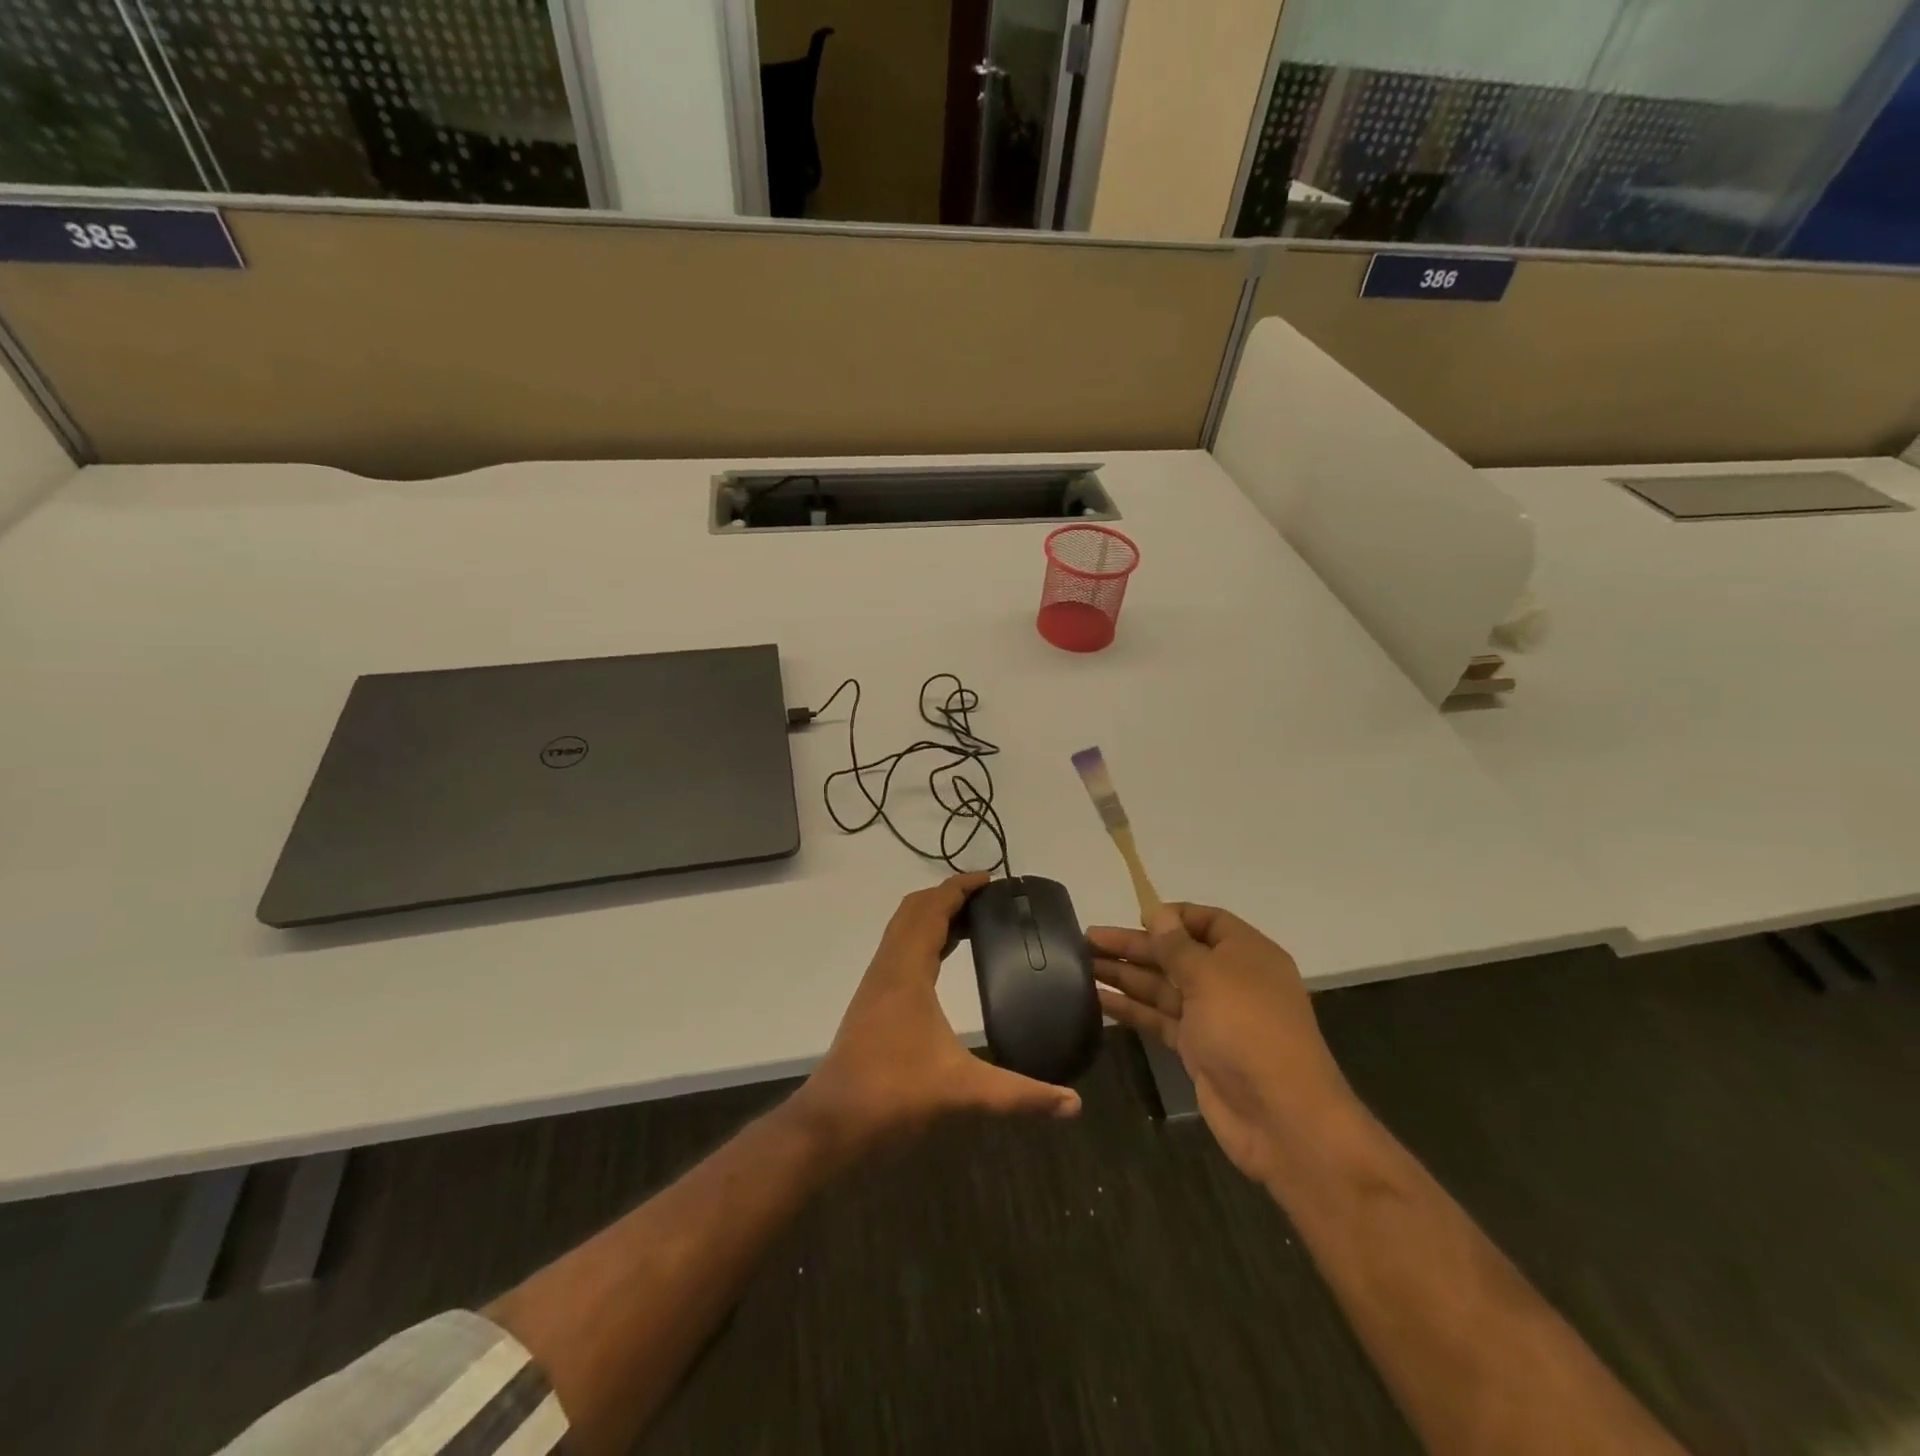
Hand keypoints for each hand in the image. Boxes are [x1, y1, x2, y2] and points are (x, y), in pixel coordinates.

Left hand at [794, 872, 1081, 1155]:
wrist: (833, 1121)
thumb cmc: (894, 1094)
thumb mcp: (963, 1091)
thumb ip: (1020, 1095)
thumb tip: (1074, 1105)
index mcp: (907, 971)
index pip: (932, 909)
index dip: (959, 888)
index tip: (991, 880)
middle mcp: (888, 967)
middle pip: (914, 910)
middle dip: (948, 896)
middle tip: (988, 900)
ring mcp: (876, 983)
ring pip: (902, 929)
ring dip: (933, 916)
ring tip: (973, 922)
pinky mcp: (872, 1001)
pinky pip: (899, 950)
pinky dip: (922, 939)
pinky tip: (943, 961)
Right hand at [1090, 904, 1349, 1182]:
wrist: (1281, 1116)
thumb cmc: (1248, 1029)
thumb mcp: (1210, 976)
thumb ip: (1177, 946)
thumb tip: (1158, 913)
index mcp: (1246, 953)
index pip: (1207, 920)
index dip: (1172, 916)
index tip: (1135, 917)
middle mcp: (1230, 980)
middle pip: (1176, 953)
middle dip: (1134, 945)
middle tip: (1086, 940)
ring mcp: (1212, 1016)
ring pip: (1162, 986)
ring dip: (1125, 975)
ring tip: (1081, 965)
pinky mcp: (1197, 1048)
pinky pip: (1159, 1018)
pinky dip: (1131, 1009)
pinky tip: (1098, 1000)